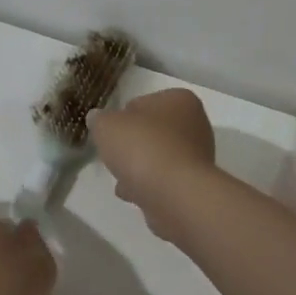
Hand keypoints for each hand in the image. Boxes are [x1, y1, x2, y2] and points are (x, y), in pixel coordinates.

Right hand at [88, 89, 215, 240]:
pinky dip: (148, 185)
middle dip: (133, 144)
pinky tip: (131, 194)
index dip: (123, 116)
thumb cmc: (142, 147)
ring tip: (119, 178)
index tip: (110, 131)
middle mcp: (196, 124)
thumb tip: (98, 119)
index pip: (145, 102)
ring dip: (140, 166)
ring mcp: (197, 157)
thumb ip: (100, 119)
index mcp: (180, 100)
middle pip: (153, 131)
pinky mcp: (194, 185)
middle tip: (114, 154)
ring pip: (159, 157)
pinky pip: (164, 180)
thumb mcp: (107, 125)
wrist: (173, 194)